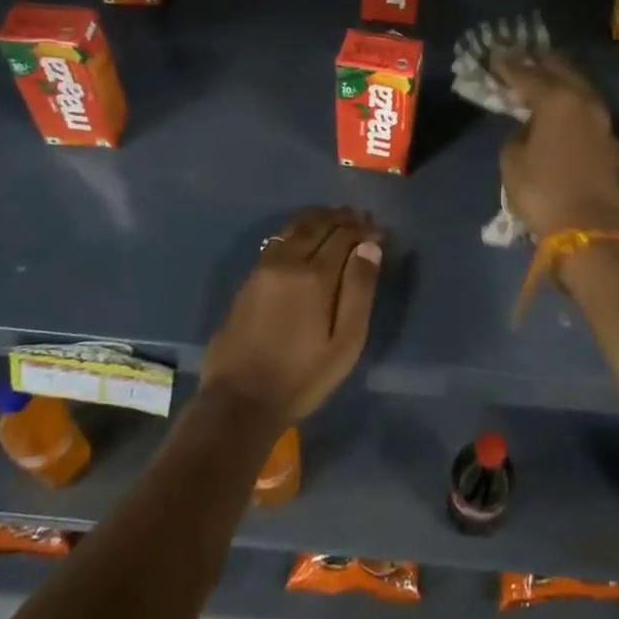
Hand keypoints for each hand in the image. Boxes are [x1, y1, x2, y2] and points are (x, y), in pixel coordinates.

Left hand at [201, 207, 381, 422]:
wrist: (239, 402)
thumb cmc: (302, 377)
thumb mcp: (345, 342)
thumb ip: (359, 290)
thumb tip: (370, 248)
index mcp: (314, 276)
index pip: (344, 235)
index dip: (364, 229)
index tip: (379, 232)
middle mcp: (287, 262)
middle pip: (316, 224)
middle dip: (341, 217)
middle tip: (359, 217)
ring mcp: (263, 269)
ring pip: (293, 228)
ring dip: (317, 219)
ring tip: (335, 218)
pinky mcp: (248, 280)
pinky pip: (277, 241)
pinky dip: (297, 231)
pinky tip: (304, 239)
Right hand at [495, 53, 618, 237]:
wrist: (592, 228)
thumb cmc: (544, 191)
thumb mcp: (513, 162)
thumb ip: (517, 135)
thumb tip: (528, 130)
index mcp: (557, 98)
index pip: (527, 73)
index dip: (508, 65)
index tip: (494, 55)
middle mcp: (583, 99)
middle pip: (559, 69)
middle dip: (538, 61)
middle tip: (519, 57)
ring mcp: (600, 118)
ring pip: (576, 85)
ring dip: (557, 78)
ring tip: (538, 76)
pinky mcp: (608, 138)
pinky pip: (584, 105)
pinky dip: (569, 99)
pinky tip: (557, 104)